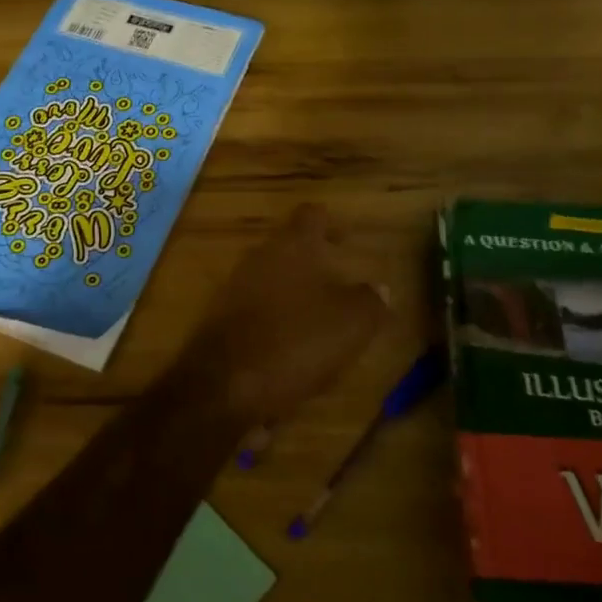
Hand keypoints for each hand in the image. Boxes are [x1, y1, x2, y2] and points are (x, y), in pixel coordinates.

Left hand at [184, 203, 387, 424]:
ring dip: (296, 296)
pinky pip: (258, 314)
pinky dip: (277, 324)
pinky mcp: (221, 323)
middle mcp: (259, 259)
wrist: (222, 386)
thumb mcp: (350, 325)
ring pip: (272, 282)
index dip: (331, 222)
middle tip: (342, 283)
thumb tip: (379, 288)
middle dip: (315, 263)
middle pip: (289, 248)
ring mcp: (235, 290)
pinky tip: (295, 351)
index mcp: (292, 247)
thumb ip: (368, 302)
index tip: (348, 236)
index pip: (312, 216)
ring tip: (324, 321)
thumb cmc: (294, 343)